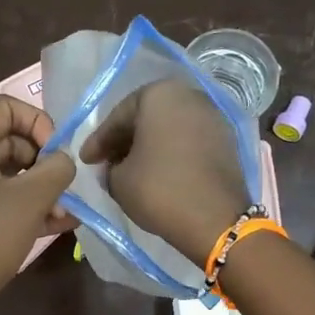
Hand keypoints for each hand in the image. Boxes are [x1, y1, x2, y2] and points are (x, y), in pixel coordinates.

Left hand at [0, 96, 76, 314]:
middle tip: (68, 184)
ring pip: (11, 178)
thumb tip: (65, 160)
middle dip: (44, 160)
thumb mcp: (29, 198)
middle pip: (10, 142)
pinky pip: (5, 206)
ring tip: (70, 212)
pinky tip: (61, 226)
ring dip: (44, 190)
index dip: (37, 121)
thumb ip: (55, 169)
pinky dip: (31, 211)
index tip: (58, 150)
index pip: (4, 107)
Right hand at [80, 78, 248, 261]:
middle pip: (147, 117)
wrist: (215, 220)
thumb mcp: (118, 180)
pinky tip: (158, 173)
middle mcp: (190, 96)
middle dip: (125, 140)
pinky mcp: (227, 141)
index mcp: (160, 95)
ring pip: (169, 128)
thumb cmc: (160, 190)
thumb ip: (109, 166)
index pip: (119, 116)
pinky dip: (171, 153)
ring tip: (131, 170)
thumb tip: (114, 166)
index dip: (99, 141)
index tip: (86, 161)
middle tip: (106, 163)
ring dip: (149, 146)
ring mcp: (213, 117)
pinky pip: (189, 141)